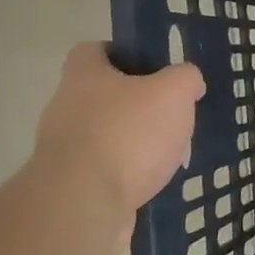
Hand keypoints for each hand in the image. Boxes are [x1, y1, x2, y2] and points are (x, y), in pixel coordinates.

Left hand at [32, 44, 205, 214]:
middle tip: (171, 111)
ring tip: (170, 151)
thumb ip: (186, 78)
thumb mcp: (173, 92)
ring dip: (134, 141)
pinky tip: (155, 181)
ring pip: (106, 135)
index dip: (122, 53)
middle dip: (136, 103)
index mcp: (83, 76)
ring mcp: (64, 150)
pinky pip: (106, 171)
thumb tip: (189, 81)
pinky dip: (129, 174)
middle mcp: (66, 108)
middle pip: (102, 95)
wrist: (85, 205)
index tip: (153, 67)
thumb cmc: (128, 134)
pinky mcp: (72, 186)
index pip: (93, 50)